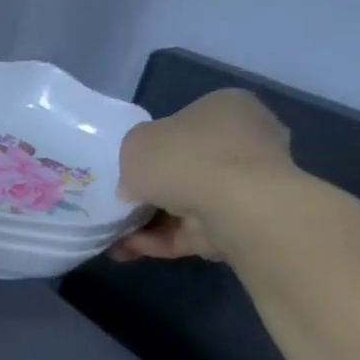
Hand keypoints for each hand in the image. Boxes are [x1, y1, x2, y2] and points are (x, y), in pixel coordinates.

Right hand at [110, 89, 294, 260]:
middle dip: (147, 193)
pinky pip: (190, 231)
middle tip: (117, 206)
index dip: (150, 149)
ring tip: (112, 239)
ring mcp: (247, 185)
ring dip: (145, 223)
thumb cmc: (184, 158)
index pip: (183, 126)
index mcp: (225, 108)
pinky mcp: (242, 223)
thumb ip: (133, 155)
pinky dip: (158, 241)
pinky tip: (126, 251)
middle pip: (184, 169)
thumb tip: (140, 178)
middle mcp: (244, 142)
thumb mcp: (134, 142)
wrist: (235, 206)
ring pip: (184, 205)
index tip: (125, 170)